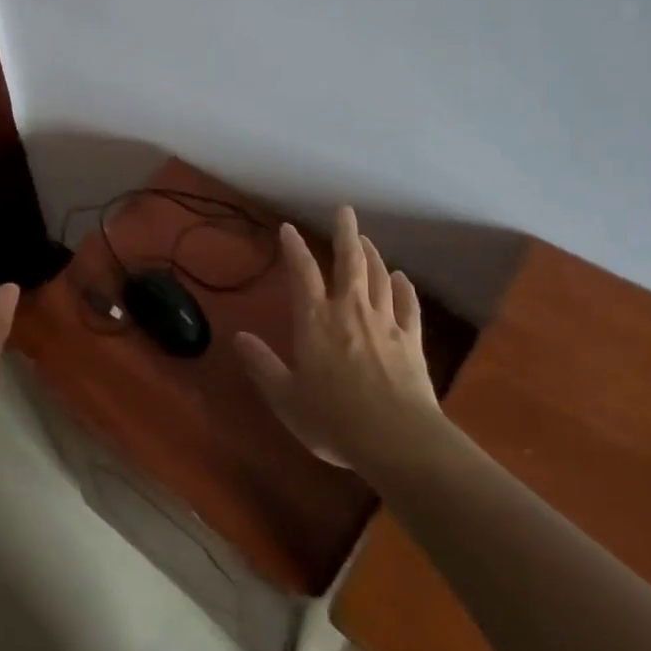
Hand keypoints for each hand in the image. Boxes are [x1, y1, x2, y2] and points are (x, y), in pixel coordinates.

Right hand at [234, 206, 441, 473]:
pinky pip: (408, 305)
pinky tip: (401, 278)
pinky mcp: (412, 341)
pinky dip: (403, 288)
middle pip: (349, 262)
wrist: (398, 440)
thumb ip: (262, 364)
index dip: (294, 249)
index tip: (288, 229)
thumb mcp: (285, 397)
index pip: (302, 273)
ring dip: (371, 255)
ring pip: (378, 277)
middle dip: (345, 233)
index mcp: (315, 321)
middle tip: (344, 210)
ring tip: (366, 240)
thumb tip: (238, 337)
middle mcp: (350, 311)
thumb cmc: (333, 419)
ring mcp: (385, 323)